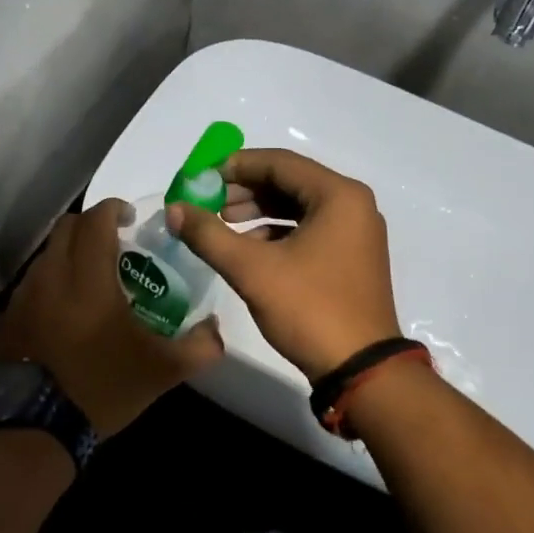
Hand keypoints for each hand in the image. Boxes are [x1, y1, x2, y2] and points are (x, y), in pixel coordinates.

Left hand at [0, 198, 224, 436]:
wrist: (35, 428)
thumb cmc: (102, 388)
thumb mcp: (161, 372)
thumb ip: (198, 348)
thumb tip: (215, 330)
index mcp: (88, 278)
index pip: (95, 220)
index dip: (114, 209)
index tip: (131, 218)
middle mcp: (51, 276)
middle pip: (66, 228)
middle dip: (91, 226)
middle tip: (115, 244)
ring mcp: (24, 297)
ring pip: (46, 255)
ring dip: (70, 254)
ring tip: (92, 279)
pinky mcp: (8, 318)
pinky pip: (32, 283)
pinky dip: (51, 282)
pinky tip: (65, 311)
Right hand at [167, 149, 401, 381]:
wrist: (360, 369)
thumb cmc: (309, 309)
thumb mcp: (252, 270)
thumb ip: (209, 235)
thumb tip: (173, 209)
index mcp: (338, 195)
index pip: (279, 163)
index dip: (234, 167)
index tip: (199, 178)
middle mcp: (353, 206)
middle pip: (290, 183)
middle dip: (244, 191)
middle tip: (207, 205)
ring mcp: (356, 234)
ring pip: (298, 209)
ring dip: (258, 214)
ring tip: (221, 226)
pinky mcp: (351, 259)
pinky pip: (309, 232)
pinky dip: (277, 235)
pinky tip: (248, 251)